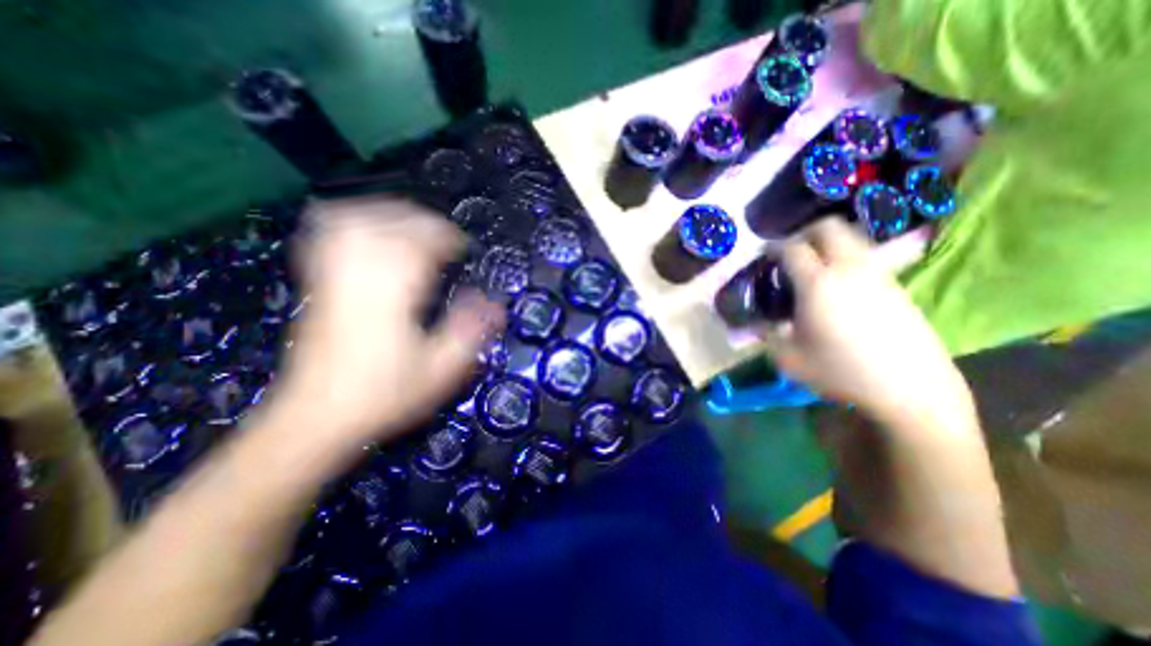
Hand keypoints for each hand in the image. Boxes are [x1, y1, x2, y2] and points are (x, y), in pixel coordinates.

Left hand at [273, 196, 503, 448]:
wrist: (316, 419)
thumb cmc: (385, 395)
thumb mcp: (441, 370)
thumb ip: (470, 332)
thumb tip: (496, 305)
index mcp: (394, 294)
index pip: (420, 244)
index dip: (446, 238)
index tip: (463, 248)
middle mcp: (361, 276)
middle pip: (390, 224)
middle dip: (424, 223)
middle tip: (446, 238)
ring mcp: (333, 277)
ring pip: (358, 220)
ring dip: (391, 215)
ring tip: (414, 225)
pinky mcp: (317, 284)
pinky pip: (328, 235)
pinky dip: (350, 220)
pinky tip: (366, 226)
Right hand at [761, 218, 972, 434]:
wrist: (909, 389)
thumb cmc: (839, 371)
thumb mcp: (788, 358)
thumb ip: (768, 335)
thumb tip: (762, 323)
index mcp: (817, 284)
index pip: (791, 249)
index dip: (773, 248)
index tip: (763, 256)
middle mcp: (849, 269)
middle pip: (829, 227)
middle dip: (804, 233)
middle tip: (790, 252)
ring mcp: (877, 274)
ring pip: (851, 238)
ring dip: (828, 244)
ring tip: (813, 266)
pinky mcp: (896, 286)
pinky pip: (865, 257)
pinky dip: (846, 259)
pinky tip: (838, 285)